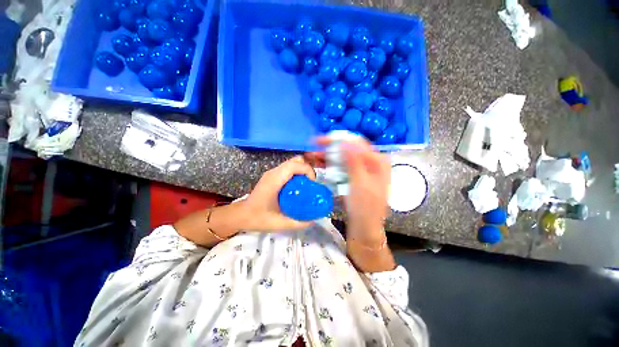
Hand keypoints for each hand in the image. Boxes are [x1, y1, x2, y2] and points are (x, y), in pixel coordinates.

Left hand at [241, 156, 316, 231]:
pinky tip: (297, 187)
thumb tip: (314, 221)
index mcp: (274, 180)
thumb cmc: (257, 218)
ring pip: (292, 163)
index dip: (307, 170)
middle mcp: (273, 172)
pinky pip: (289, 168)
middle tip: (310, 184)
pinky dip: (297, 173)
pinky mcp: (272, 175)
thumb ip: (297, 223)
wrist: (241, 215)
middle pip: (295, 160)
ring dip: (302, 171)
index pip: (294, 165)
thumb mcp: (279, 223)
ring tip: (305, 186)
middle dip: (307, 169)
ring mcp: (272, 173)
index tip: (313, 184)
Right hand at [307, 137, 390, 242]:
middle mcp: (370, 162)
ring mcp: (362, 169)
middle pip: (349, 148)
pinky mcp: (354, 177)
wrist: (364, 227)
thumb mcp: (360, 183)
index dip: (338, 139)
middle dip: (331, 147)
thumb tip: (345, 141)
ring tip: (313, 155)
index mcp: (377, 161)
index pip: (356, 142)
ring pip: (344, 157)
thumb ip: (354, 161)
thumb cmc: (365, 207)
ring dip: (329, 155)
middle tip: (314, 146)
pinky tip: (320, 163)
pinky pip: (342, 166)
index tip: (321, 140)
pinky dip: (331, 164)